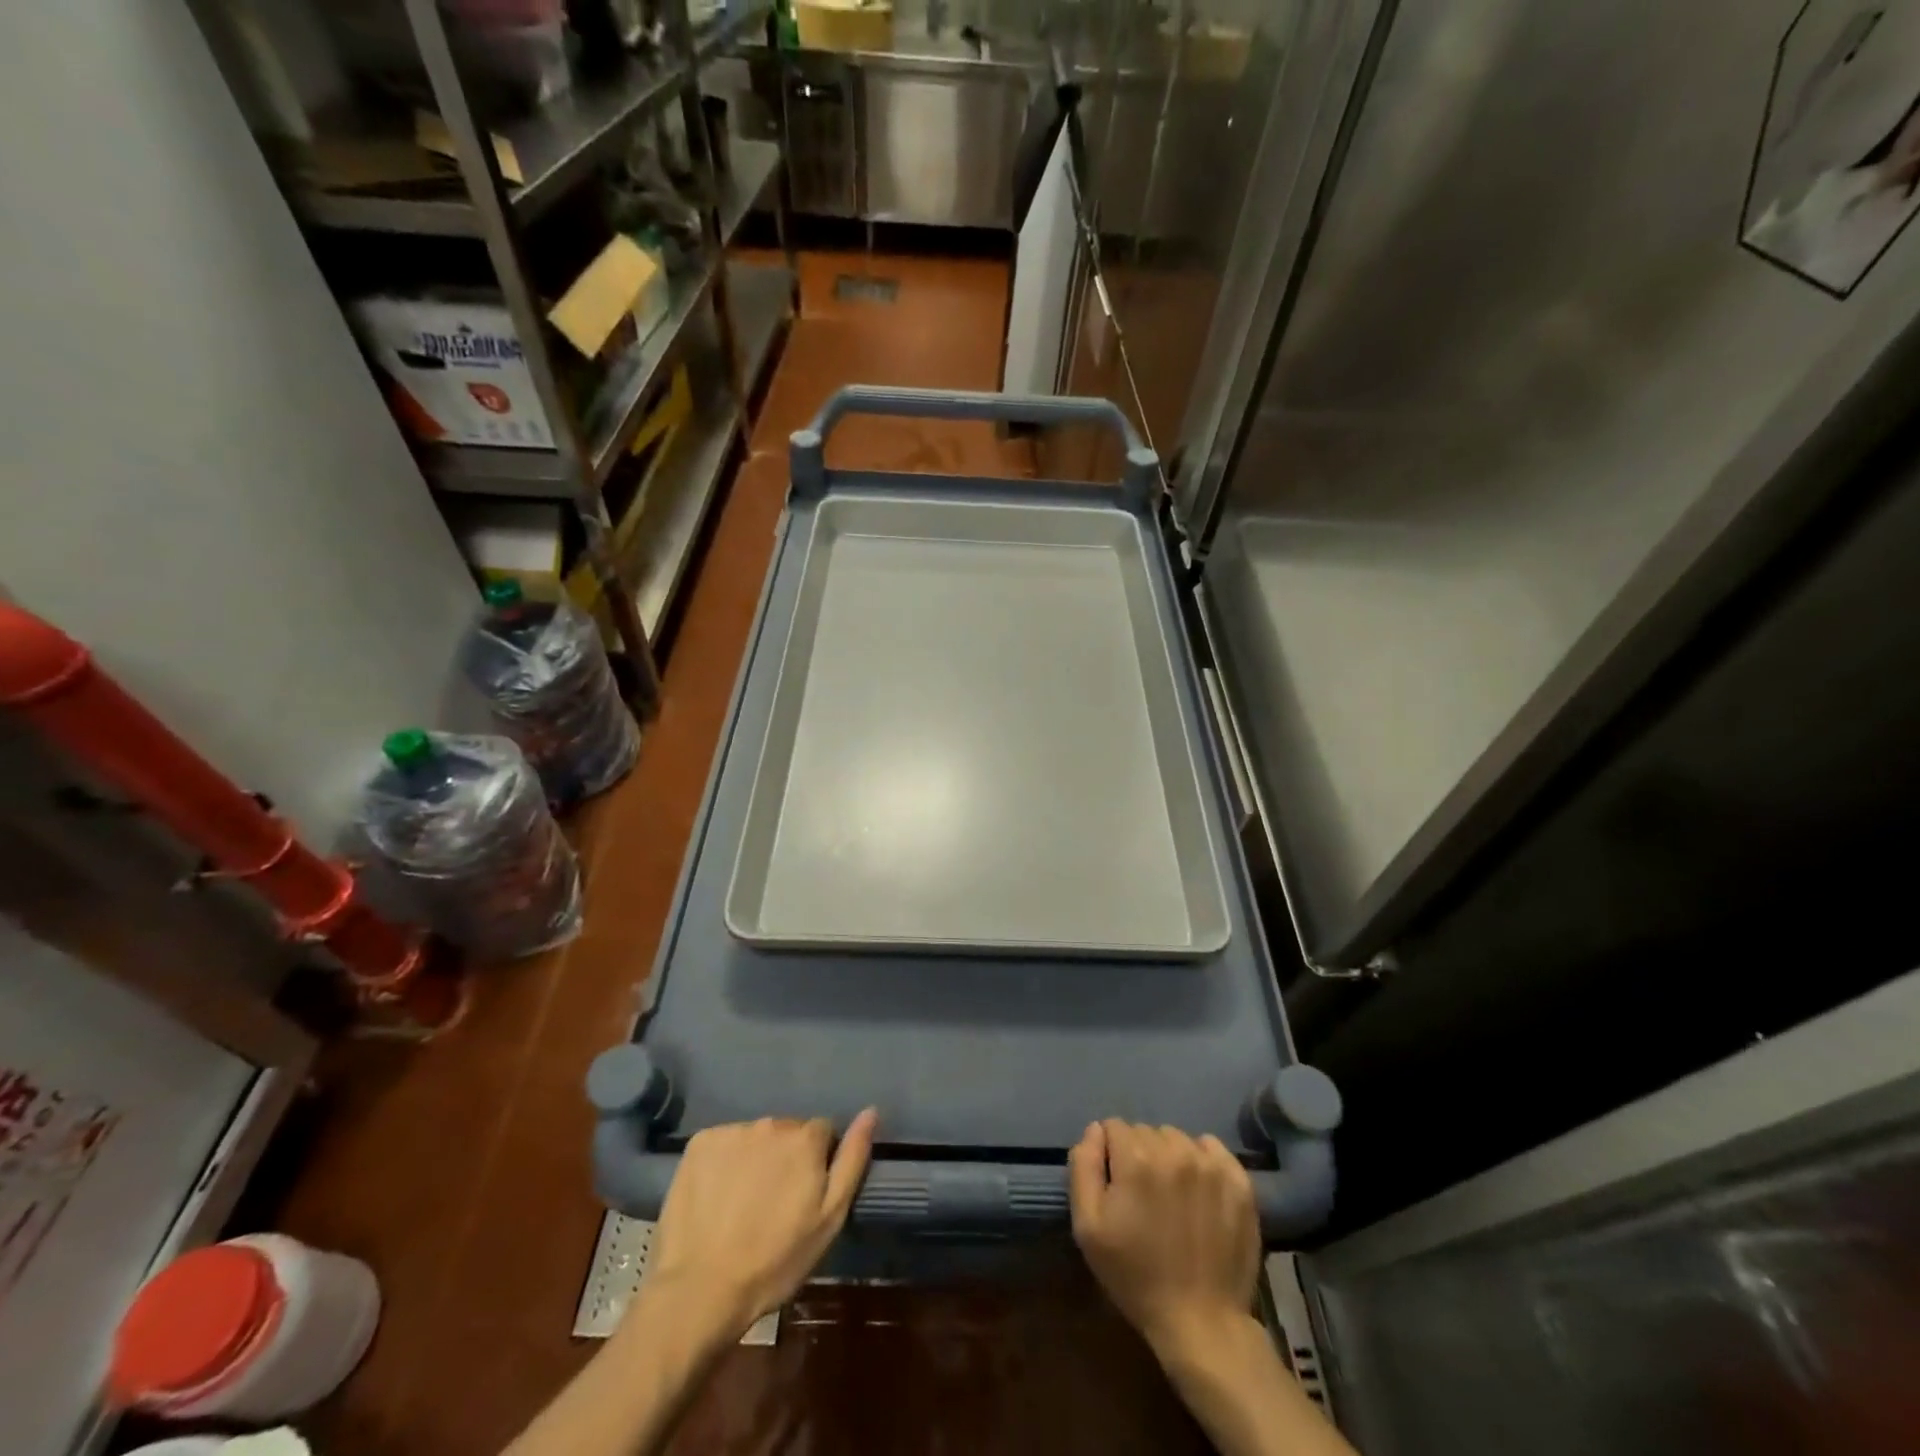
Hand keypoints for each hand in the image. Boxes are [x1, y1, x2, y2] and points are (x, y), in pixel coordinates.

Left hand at [644, 1109, 876, 1341]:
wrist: (701, 1290)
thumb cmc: (775, 1260)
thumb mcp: (830, 1218)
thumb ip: (852, 1159)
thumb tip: (871, 1112)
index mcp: (805, 1138)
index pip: (823, 1133)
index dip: (817, 1163)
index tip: (804, 1195)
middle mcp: (771, 1123)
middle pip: (788, 1132)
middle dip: (786, 1158)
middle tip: (773, 1203)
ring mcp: (732, 1131)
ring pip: (755, 1138)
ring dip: (755, 1158)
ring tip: (742, 1203)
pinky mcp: (699, 1142)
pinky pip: (723, 1143)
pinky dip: (724, 1162)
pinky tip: (717, 1195)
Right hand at [1069, 1120, 1259, 1360]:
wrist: (1201, 1322)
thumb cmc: (1136, 1276)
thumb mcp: (1088, 1227)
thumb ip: (1084, 1166)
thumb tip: (1095, 1130)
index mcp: (1135, 1158)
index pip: (1113, 1127)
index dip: (1110, 1155)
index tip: (1116, 1187)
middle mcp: (1174, 1150)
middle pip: (1145, 1131)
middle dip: (1138, 1154)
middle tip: (1144, 1196)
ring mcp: (1210, 1164)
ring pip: (1176, 1138)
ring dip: (1169, 1157)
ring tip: (1172, 1196)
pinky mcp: (1238, 1180)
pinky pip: (1211, 1147)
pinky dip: (1201, 1160)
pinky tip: (1198, 1191)